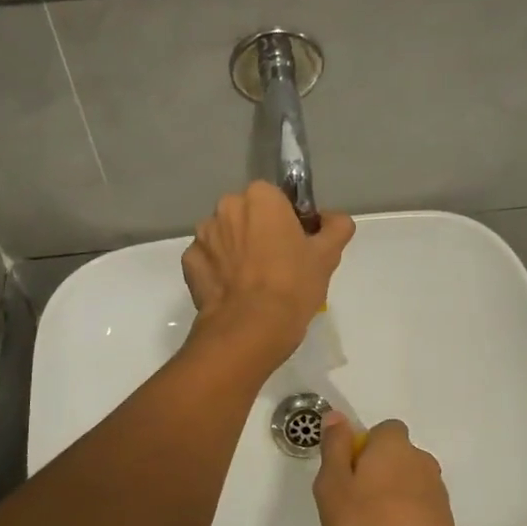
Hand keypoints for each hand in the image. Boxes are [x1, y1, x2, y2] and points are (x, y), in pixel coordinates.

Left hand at [181, 182, 353, 368]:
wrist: (251, 328)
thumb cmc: (293, 285)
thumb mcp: (328, 255)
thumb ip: (337, 227)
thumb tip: (333, 219)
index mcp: (260, 197)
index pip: (276, 199)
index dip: (287, 220)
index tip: (296, 244)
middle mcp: (226, 207)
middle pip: (247, 215)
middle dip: (258, 232)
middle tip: (277, 264)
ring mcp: (203, 235)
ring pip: (225, 237)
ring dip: (236, 250)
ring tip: (253, 283)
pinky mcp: (189, 263)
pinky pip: (208, 260)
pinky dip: (218, 271)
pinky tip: (234, 292)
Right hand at [313, 414, 470, 525]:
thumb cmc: (368, 524)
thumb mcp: (334, 485)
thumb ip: (334, 448)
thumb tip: (335, 416)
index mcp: (393, 445)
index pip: (382, 430)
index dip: (363, 447)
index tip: (347, 473)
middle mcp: (419, 458)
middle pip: (394, 456)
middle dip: (376, 473)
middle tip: (353, 503)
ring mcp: (436, 488)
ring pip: (406, 483)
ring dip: (391, 496)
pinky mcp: (444, 516)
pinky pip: (417, 507)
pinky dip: (404, 517)